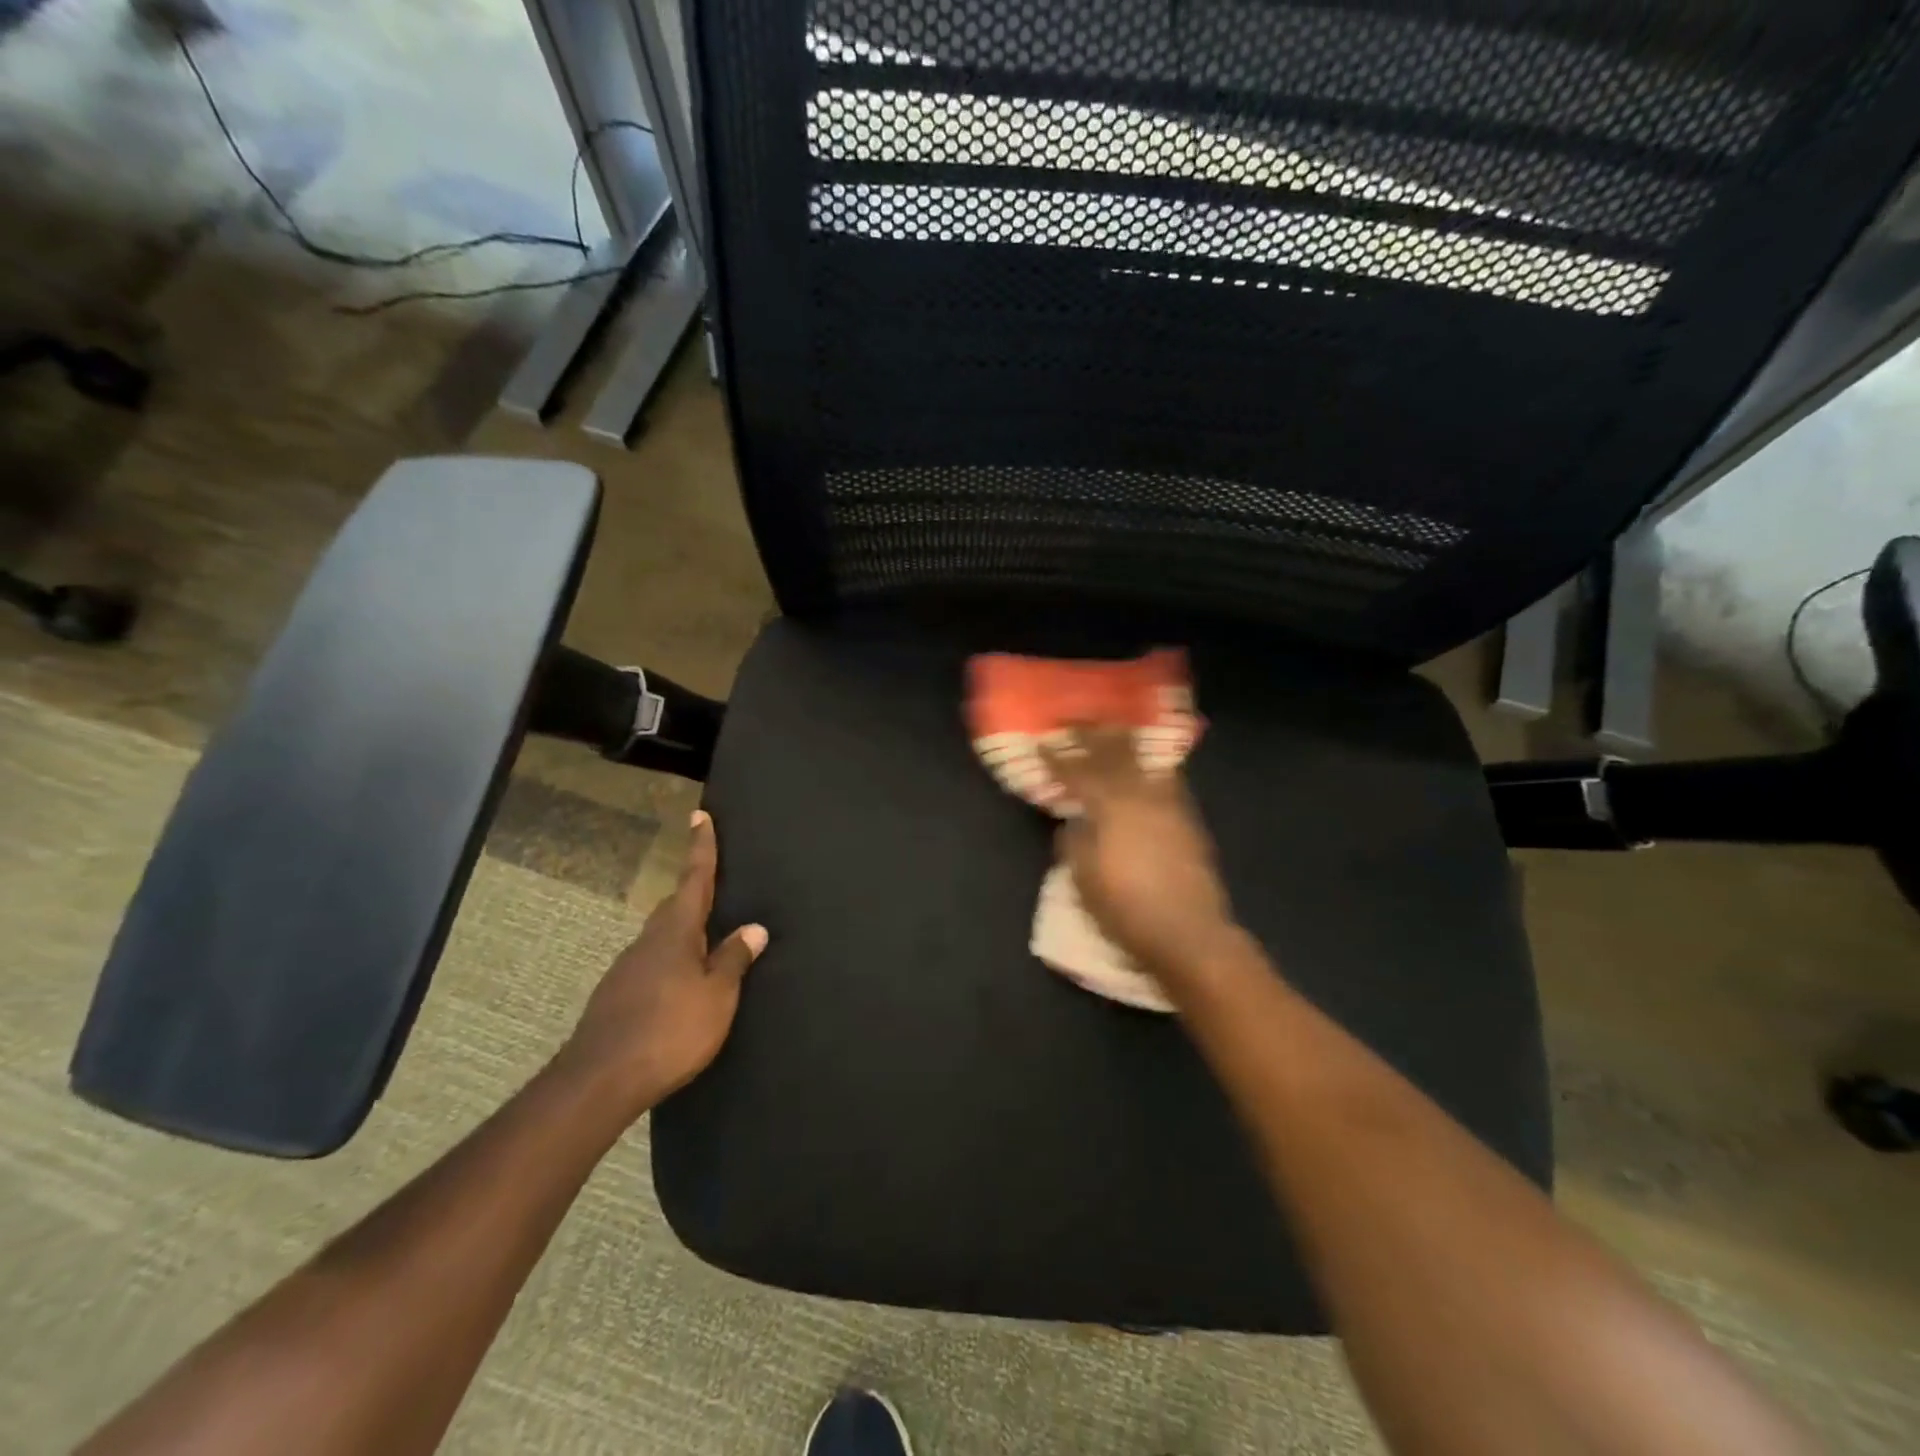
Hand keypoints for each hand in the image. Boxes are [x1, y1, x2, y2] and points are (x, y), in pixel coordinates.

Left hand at [558, 810, 767, 1111]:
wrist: (601, 1079)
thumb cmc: (670, 1030)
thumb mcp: (717, 995)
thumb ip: (735, 959)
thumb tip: (754, 927)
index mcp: (676, 932)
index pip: (694, 879)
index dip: (701, 847)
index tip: (700, 815)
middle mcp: (649, 941)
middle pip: (675, 905)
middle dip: (694, 890)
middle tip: (715, 882)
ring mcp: (628, 968)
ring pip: (662, 936)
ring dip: (684, 929)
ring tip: (707, 939)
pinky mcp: (617, 995)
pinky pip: (653, 963)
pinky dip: (672, 959)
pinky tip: (681, 982)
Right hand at [1042, 726, 1239, 982]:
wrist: (1189, 935)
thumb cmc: (1126, 911)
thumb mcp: (1084, 880)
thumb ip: (1075, 843)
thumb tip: (1074, 822)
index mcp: (1110, 809)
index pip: (1078, 774)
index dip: (1058, 757)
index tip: (1042, 741)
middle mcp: (1140, 797)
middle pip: (1113, 756)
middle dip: (1092, 735)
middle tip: (1075, 718)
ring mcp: (1168, 806)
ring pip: (1143, 761)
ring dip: (1124, 741)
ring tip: (1113, 726)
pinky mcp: (1188, 820)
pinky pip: (1168, 779)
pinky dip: (1153, 765)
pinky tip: (1150, 764)